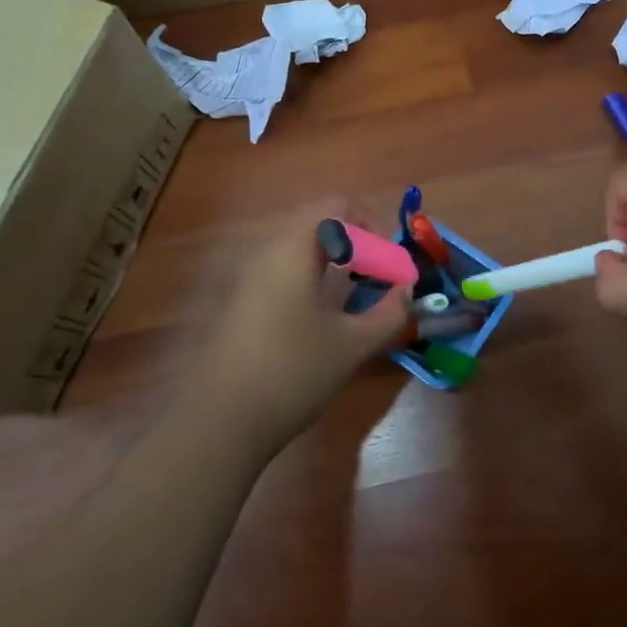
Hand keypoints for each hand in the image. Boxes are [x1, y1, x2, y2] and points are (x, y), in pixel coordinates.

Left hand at [194, 200, 413, 452]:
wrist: (219, 421)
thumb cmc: (292, 372)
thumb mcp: (352, 345)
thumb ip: (388, 314)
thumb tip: (407, 291)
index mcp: (293, 249)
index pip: (335, 206)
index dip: (369, 224)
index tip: (386, 262)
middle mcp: (267, 253)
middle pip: (317, 226)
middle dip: (354, 247)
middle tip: (375, 282)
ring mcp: (249, 279)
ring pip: (299, 252)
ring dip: (333, 266)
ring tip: (353, 304)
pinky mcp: (241, 305)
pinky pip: (282, 274)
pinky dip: (310, 283)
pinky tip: (321, 324)